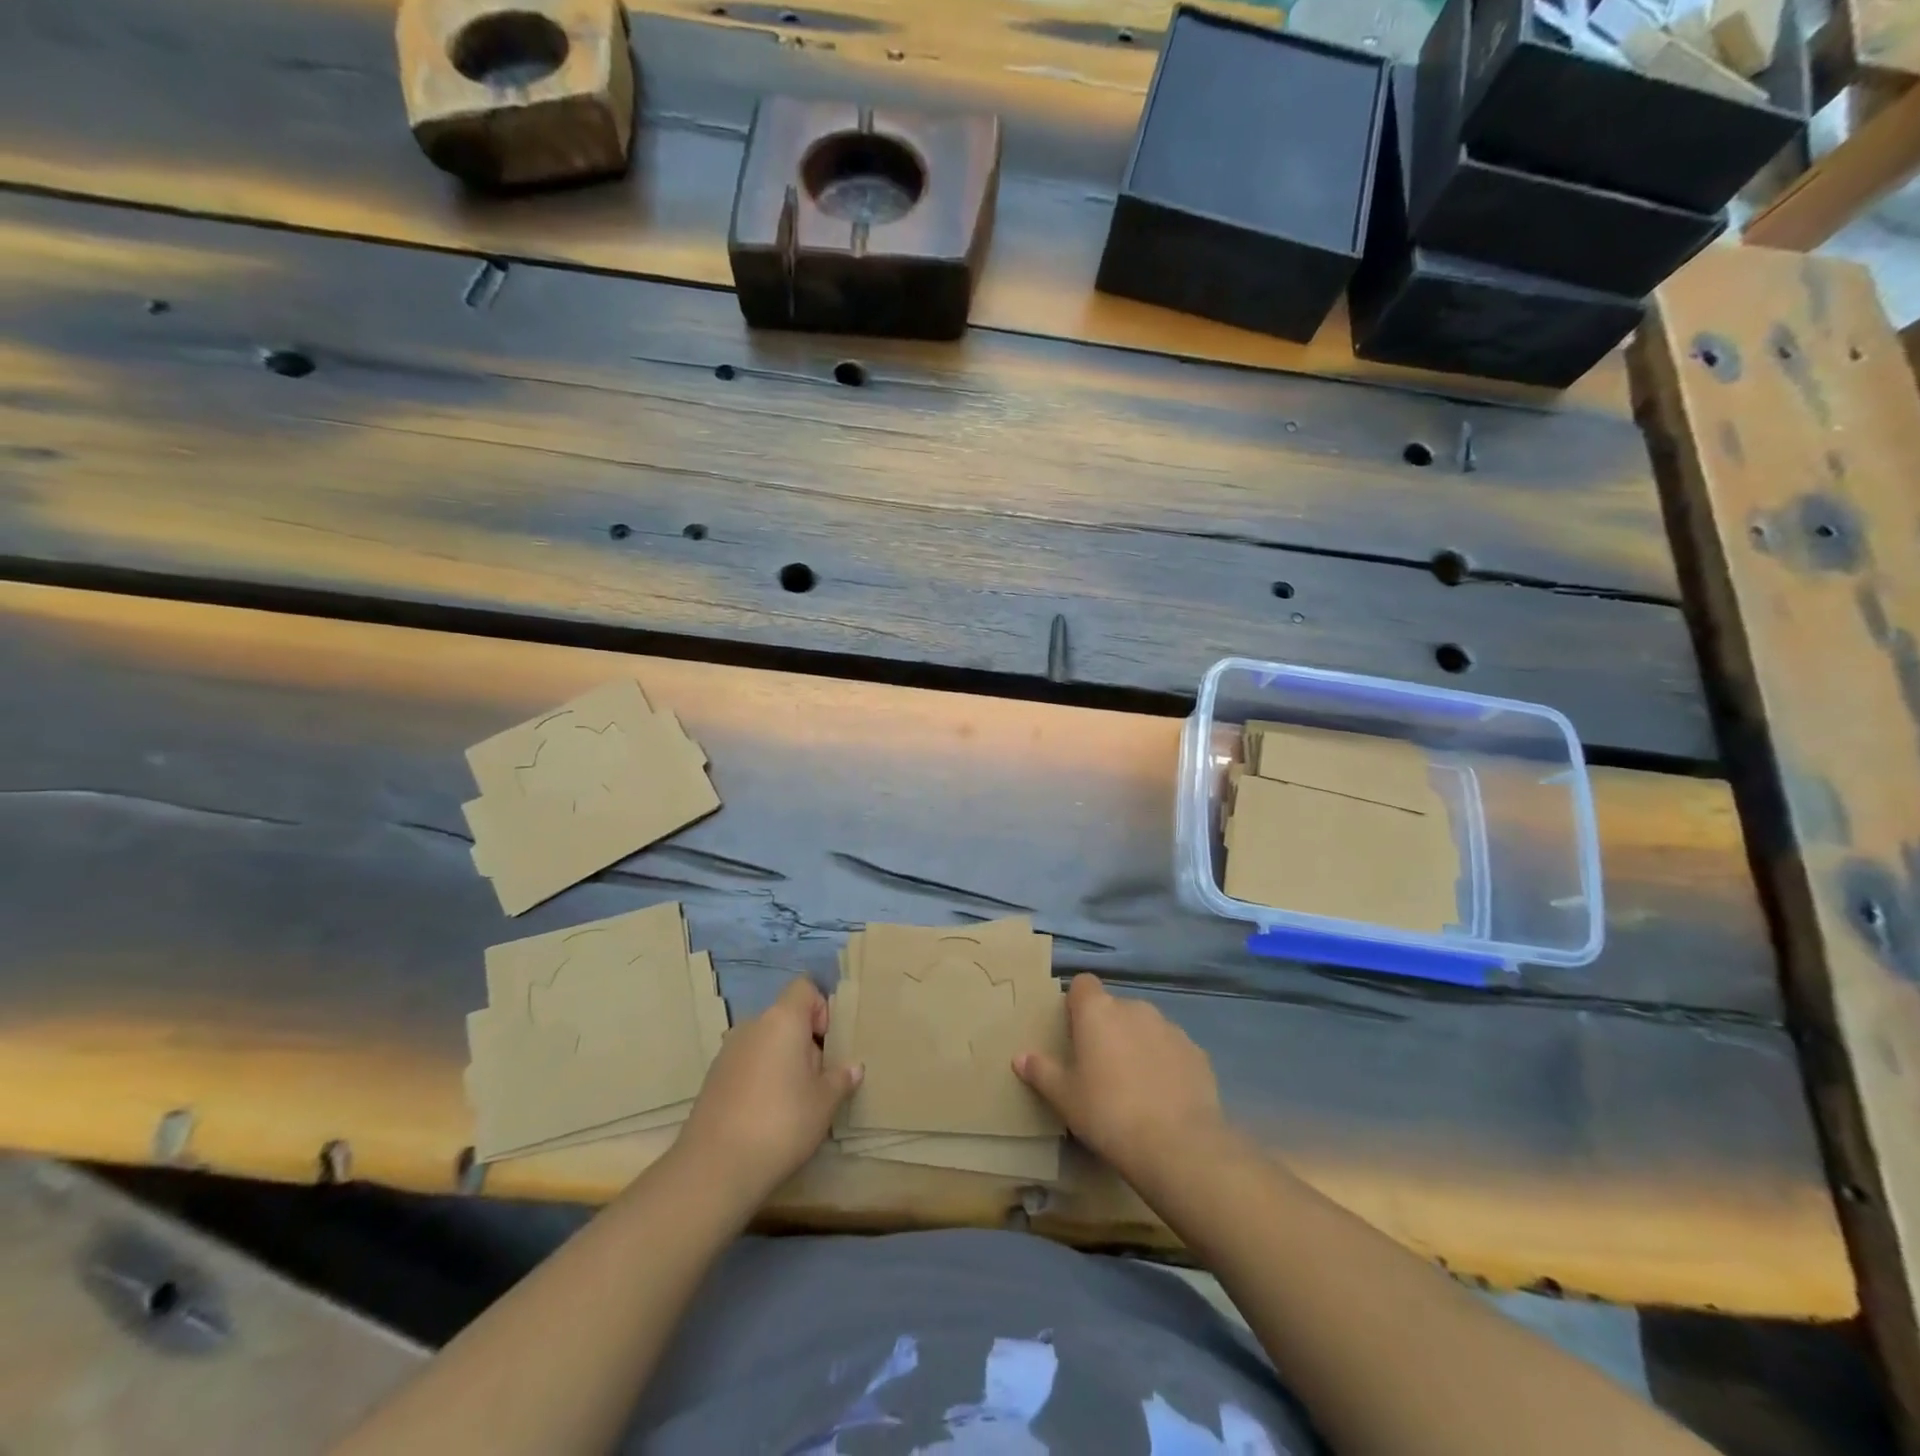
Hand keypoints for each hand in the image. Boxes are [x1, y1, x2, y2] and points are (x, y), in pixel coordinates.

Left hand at [677, 977, 860, 1205]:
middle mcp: (752, 1025)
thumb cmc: (781, 1123)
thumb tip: (853, 1067)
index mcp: (782, 1020)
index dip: (821, 1008)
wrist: (714, 1168)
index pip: (804, 987)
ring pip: (765, 1042)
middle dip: (804, 1041)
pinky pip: (746, 1064)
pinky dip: (760, 1078)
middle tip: (817, 1079)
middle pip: (785, 1017)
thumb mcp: (824, 1103)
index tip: (828, 1044)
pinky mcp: (712, 1078)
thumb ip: (841, 1078)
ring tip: (793, 1100)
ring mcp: (727, 1051)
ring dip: (781, 1060)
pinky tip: (766, 1114)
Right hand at [1015, 973, 1226, 1182]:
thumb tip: (1020, 1057)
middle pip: (1115, 1008)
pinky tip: (1163, 1097)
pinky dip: (1165, 1064)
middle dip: (1107, 1029)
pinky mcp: (1196, 1052)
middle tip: (1099, 1067)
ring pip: (1145, 1027)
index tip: (1073, 1031)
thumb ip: (1042, 1072)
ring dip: (1137, 1045)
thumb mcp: (1065, 1098)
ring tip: (1133, 1085)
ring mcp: (1170, 1028)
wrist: (1178, 1144)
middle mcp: (1134, 1008)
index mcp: (1098, 1011)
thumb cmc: (1108, 1113)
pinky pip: (1172, 1049)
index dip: (1076, 1003)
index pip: (1083, 984)